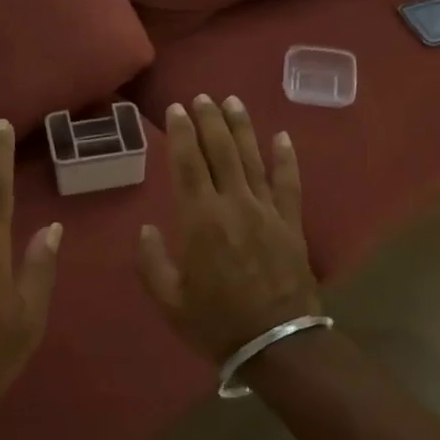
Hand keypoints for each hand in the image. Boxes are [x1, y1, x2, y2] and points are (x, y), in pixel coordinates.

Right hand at [138, 96, 321, 363]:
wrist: (277, 343)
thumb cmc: (217, 323)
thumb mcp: (170, 301)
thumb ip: (153, 262)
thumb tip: (147, 229)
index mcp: (201, 221)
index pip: (188, 165)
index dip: (181, 134)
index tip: (176, 110)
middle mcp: (234, 205)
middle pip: (221, 152)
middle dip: (210, 120)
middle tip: (202, 97)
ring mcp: (267, 211)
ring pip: (253, 159)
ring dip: (242, 128)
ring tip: (233, 101)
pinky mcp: (291, 223)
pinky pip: (289, 183)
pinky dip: (286, 159)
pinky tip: (282, 136)